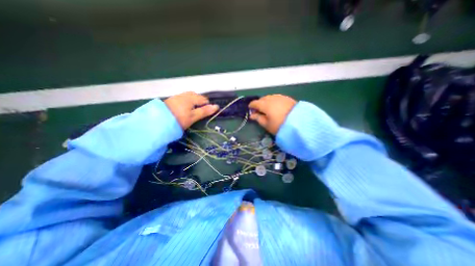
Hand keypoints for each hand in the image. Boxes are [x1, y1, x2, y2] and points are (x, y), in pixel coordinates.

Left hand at [165, 91, 219, 129]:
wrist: (158, 120)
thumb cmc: (179, 119)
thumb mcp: (194, 116)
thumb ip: (205, 111)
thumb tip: (217, 106)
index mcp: (192, 97)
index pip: (204, 100)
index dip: (206, 107)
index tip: (203, 114)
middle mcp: (186, 94)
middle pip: (197, 97)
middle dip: (199, 104)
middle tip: (197, 114)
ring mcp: (178, 96)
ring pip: (190, 97)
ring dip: (193, 103)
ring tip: (190, 112)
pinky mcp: (173, 99)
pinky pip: (184, 98)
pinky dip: (186, 103)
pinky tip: (183, 109)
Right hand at [249, 94, 294, 134]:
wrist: (300, 123)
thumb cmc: (280, 126)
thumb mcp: (267, 124)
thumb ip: (258, 118)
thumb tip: (252, 115)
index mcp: (265, 105)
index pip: (255, 103)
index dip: (251, 106)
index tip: (250, 109)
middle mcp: (272, 98)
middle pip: (262, 99)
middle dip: (259, 103)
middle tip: (259, 110)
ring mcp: (280, 97)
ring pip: (269, 97)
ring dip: (266, 101)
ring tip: (267, 108)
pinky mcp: (287, 98)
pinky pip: (277, 97)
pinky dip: (273, 100)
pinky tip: (275, 106)